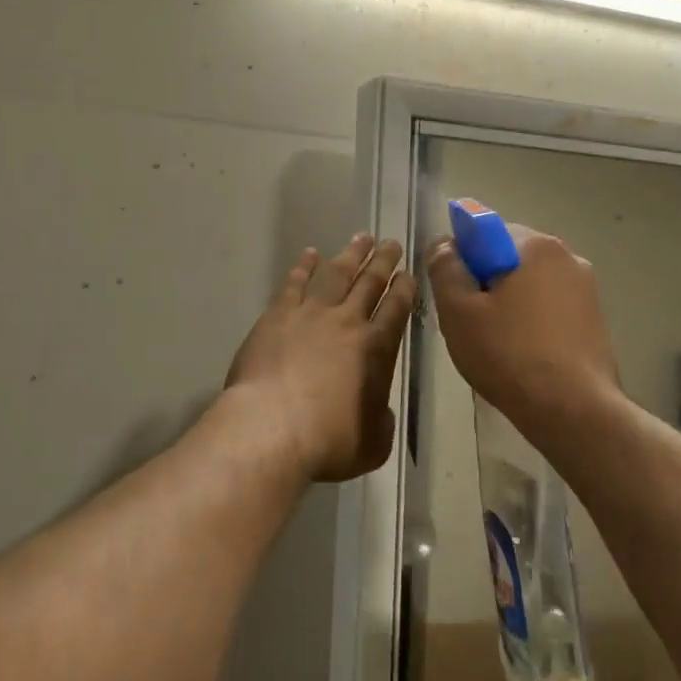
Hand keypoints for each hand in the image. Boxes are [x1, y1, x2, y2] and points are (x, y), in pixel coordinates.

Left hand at [224, 234, 415, 482]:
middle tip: (391, 243)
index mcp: (377, 349)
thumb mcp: (372, 443)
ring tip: (361, 237)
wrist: (272, 426)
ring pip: (336, 274)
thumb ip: (381, 421)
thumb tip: (379, 411)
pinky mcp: (278, 315)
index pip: (397, 310)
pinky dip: (304, 266)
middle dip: (383, 261)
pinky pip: (295, 282)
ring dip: (351, 254)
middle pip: (370, 283)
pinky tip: (310, 254)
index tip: (409, 273)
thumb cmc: (328, 441)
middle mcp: (348, 322)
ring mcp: (311, 314)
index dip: (405, 289)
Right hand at [427, 223, 621, 429]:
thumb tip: (445, 245)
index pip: (485, 231)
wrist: (573, 412)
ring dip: (509, 303)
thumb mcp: (458, 311)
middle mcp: (567, 257)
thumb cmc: (509, 354)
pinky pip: (549, 308)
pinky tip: (522, 355)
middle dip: (486, 282)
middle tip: (470, 322)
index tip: (455, 293)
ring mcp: (587, 290)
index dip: (462, 259)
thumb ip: (445, 268)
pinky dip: (531, 322)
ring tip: (495, 344)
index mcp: (536, 245)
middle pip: (508, 257)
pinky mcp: (595, 321)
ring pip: (529, 285)